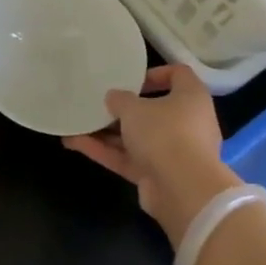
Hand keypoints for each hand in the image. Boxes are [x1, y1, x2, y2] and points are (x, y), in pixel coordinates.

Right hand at [63, 65, 240, 247]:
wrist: (183, 190)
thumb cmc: (165, 133)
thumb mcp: (134, 108)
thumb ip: (120, 99)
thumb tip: (114, 98)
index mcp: (191, 98)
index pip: (178, 75)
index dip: (155, 74)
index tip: (131, 80)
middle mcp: (186, 123)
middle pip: (153, 110)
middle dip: (123, 109)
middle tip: (99, 103)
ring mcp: (172, 152)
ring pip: (136, 137)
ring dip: (107, 132)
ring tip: (77, 123)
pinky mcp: (157, 174)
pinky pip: (128, 158)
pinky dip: (105, 151)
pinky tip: (75, 143)